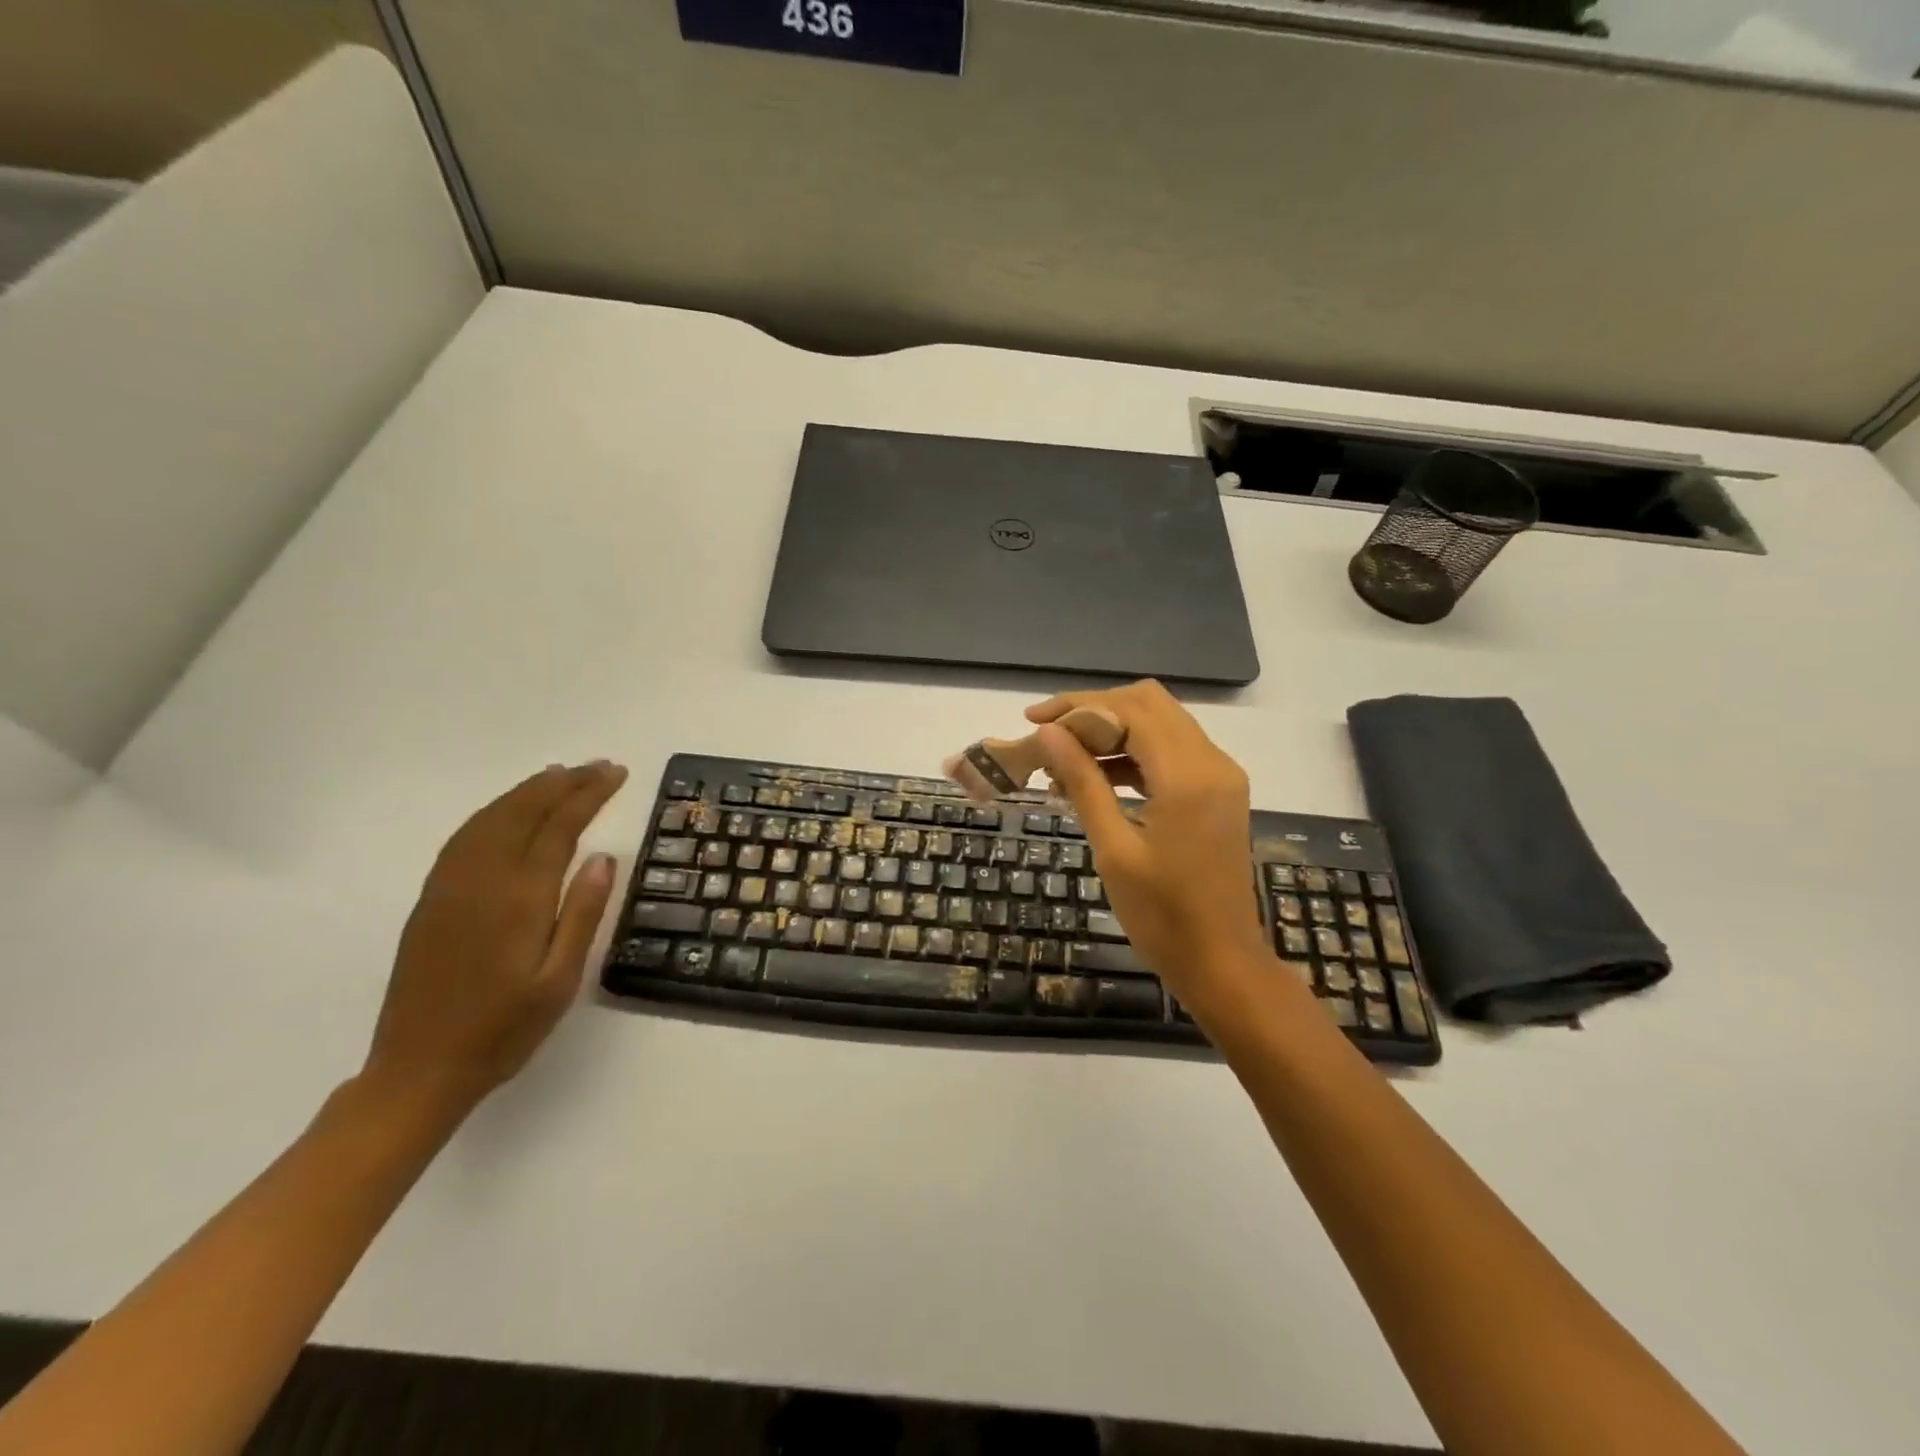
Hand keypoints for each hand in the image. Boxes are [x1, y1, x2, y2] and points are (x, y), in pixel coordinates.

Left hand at [363, 761, 628, 1115]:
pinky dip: (494, 811)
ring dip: (528, 791)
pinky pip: (465, 836)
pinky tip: (509, 810)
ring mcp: (450, 887)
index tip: (615, 773)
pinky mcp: (431, 900)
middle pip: (523, 812)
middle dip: (563, 783)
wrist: (418, 1070)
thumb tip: (603, 856)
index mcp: (519, 899)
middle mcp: (482, 881)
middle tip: (598, 766)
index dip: (588, 795)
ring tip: (560, 775)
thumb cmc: (505, 1030)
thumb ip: (583, 914)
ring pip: (491, 818)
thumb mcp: (561, 980)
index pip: (559, 827)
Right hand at [1029, 683, 1266, 1000]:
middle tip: (1049, 734)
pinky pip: (1172, 752)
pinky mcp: (1218, 792)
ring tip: (1063, 760)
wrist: (1222, 964)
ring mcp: (1221, 776)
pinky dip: (1133, 754)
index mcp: (1188, 776)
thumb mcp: (1114, 849)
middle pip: (1150, 704)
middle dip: (1095, 710)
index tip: (1033, 721)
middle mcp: (1213, 762)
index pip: (1131, 709)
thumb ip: (1083, 782)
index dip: (1079, 707)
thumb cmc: (1162, 916)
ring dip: (1113, 730)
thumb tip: (1049, 733)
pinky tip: (1095, 778)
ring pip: (1161, 723)